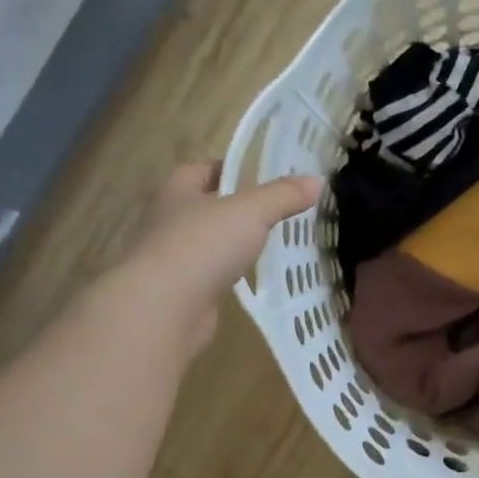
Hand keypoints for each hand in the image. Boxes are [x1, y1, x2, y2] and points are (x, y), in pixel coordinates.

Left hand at [124, 163, 321, 356]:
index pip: (198, 170)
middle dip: (230, 206)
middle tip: (271, 209)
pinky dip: (226, 274)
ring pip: (204, 243)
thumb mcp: (251, 212)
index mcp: (176, 193)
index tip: (257, 173)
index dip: (226, 168)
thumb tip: (315, 181)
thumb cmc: (202, 246)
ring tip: (266, 243)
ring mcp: (170, 261)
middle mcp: (166, 222)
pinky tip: (250, 278)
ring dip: (228, 243)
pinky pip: (208, 276)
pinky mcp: (179, 294)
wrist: (163, 309)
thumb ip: (282, 196)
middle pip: (201, 206)